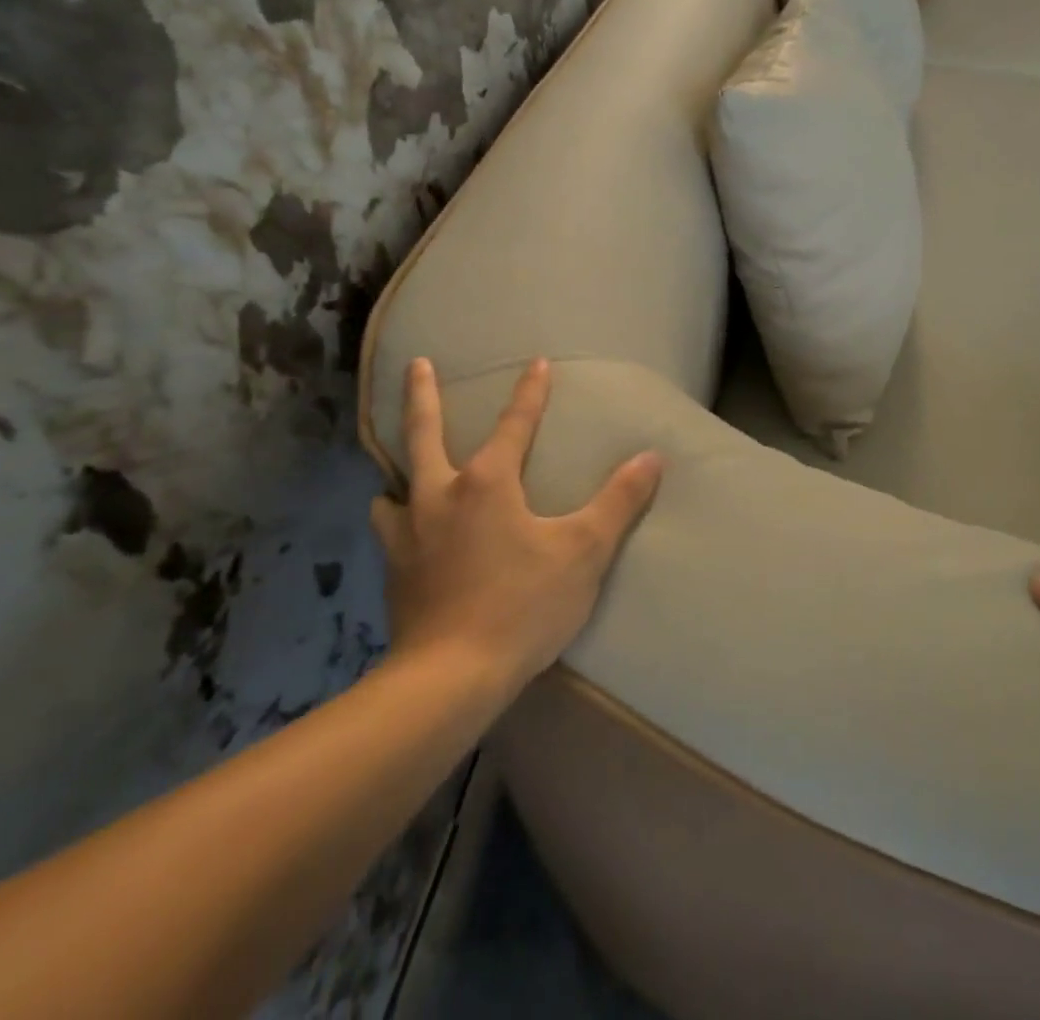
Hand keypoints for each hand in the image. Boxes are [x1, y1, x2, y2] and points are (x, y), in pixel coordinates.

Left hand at [373, 357, 663, 687]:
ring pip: (393, 484)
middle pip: (424, 432)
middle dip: (423, 394)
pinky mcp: (394, 571)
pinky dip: (394, 517)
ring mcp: (408, 533)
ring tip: (402, 469)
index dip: (531, 391)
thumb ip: (619, 501)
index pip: (515, 423)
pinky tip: (402, 530)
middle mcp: (439, 495)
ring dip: (399, 468)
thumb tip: (652, 456)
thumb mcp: (584, 552)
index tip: (537, 362)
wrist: (450, 679)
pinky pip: (388, 529)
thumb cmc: (523, 606)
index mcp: (487, 482)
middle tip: (417, 363)